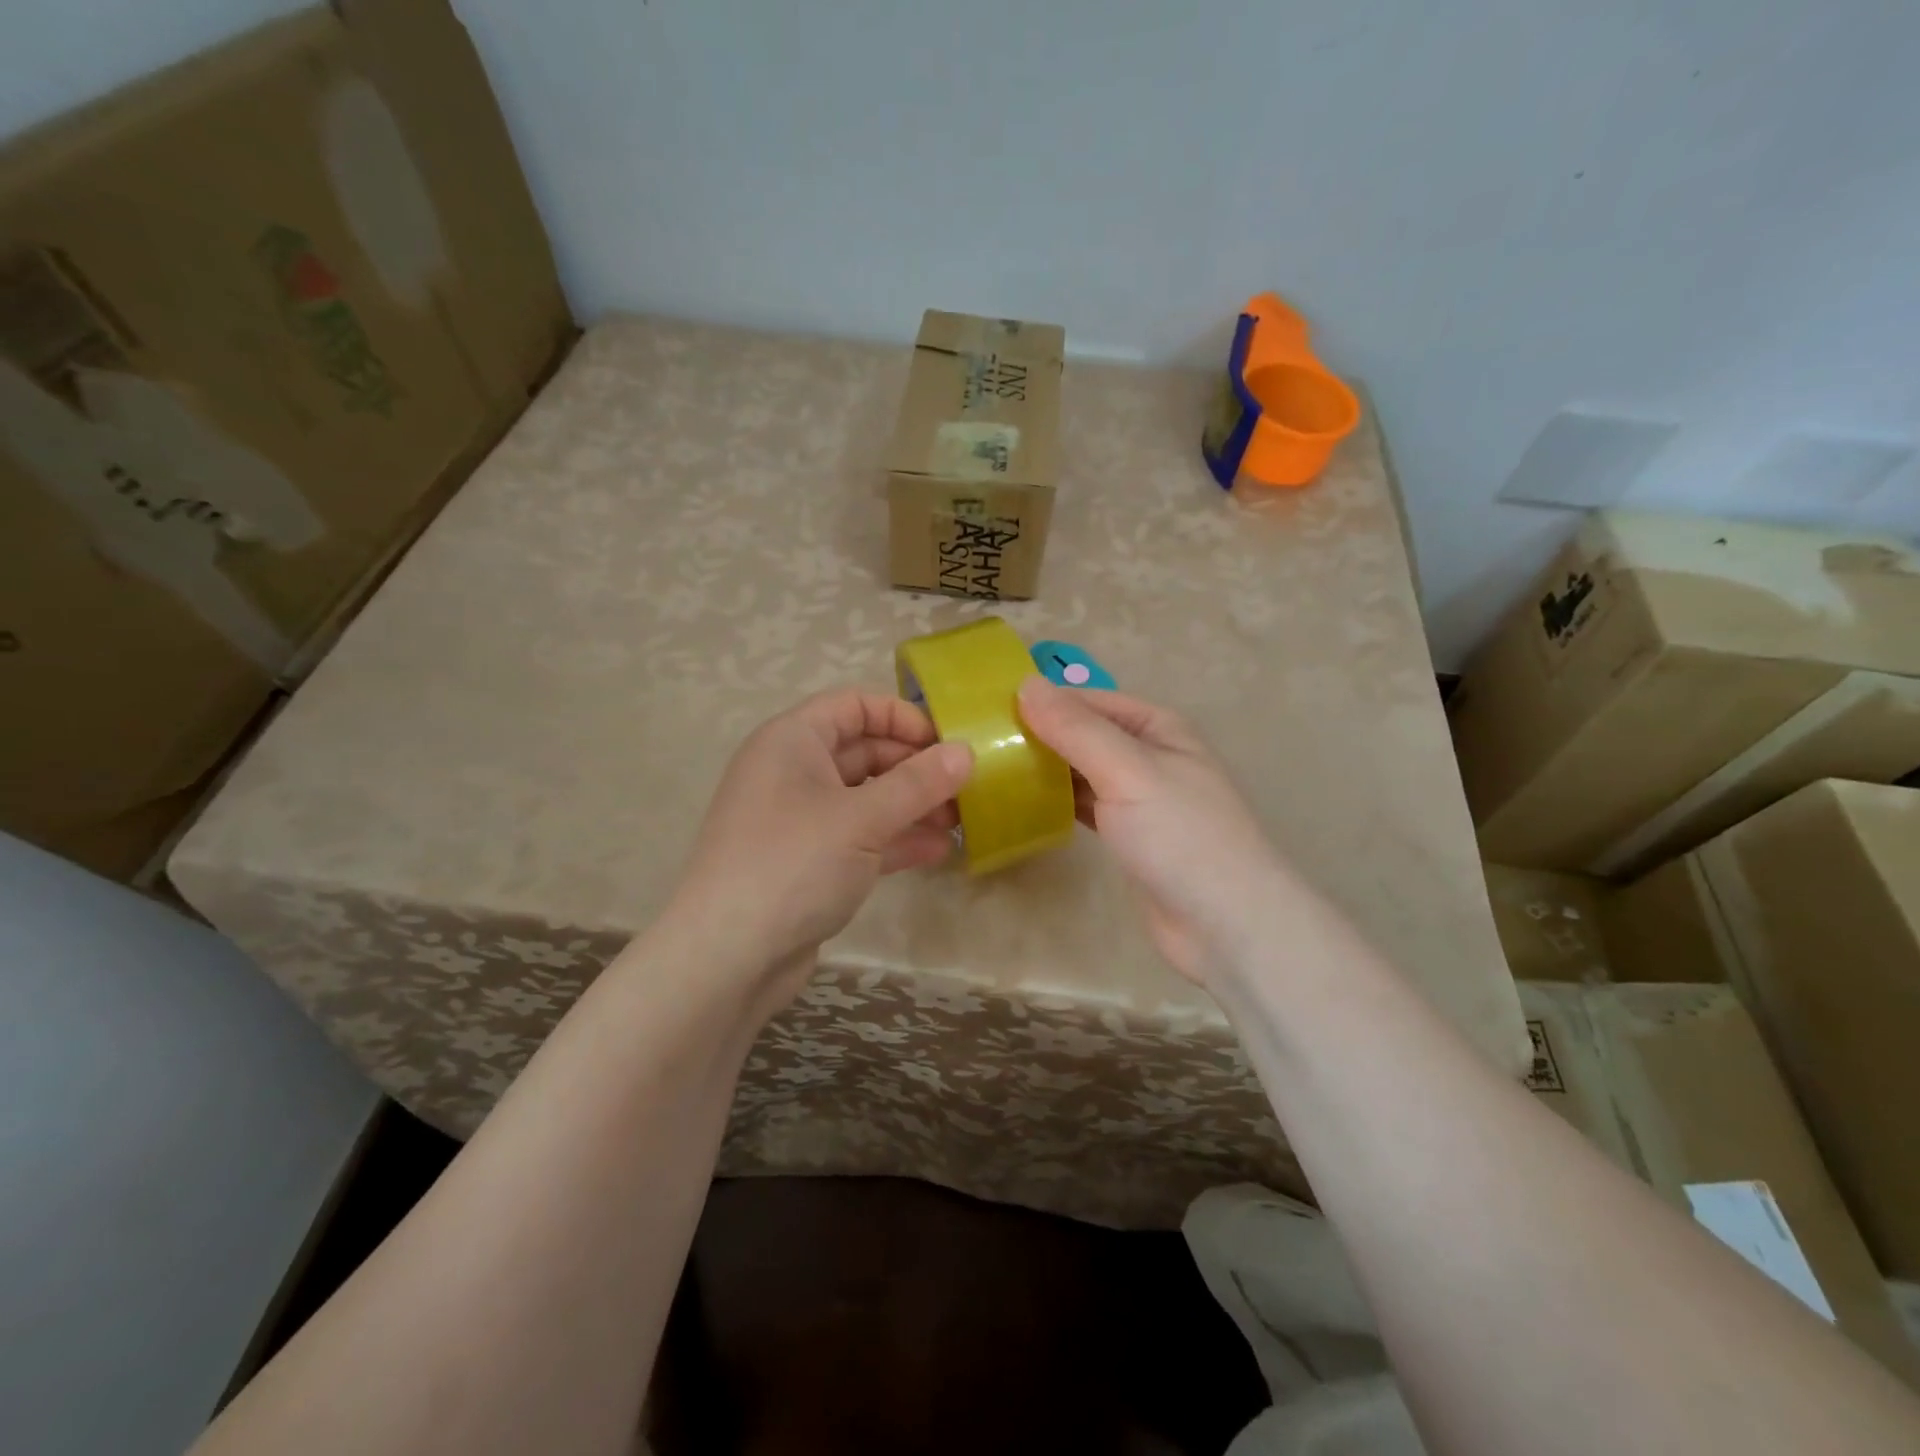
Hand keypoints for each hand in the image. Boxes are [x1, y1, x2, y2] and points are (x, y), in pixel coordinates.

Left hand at [668, 690, 972, 1008]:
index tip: (946, 743)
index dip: (902, 716)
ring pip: (866, 797)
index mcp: (792, 741)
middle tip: (965, 787)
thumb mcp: (862, 818)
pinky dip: (896, 839)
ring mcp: (800, 820)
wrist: (728, 958)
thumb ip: (918, 783)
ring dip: (912, 805)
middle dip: (915, 767)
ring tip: (961, 820)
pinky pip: (859, 836)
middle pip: (864, 751)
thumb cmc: (793, 865)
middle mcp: (793, 772)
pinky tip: (938, 851)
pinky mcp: (809, 862)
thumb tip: (966, 752)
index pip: (854, 705)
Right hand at [1017, 676, 1288, 984]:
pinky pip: (1084, 805)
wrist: (1226, 925)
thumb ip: (1076, 729)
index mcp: (1157, 727)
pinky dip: (1056, 801)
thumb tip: (1025, 684)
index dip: (1043, 701)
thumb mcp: (1128, 771)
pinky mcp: (1127, 835)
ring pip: (1081, 771)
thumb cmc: (1181, 836)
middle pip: (1083, 734)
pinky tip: (1022, 804)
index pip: (1089, 700)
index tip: (988, 712)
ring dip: (1044, 769)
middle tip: (980, 745)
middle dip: (1039, 736)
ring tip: (990, 770)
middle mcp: (1148, 755)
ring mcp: (1138, 797)